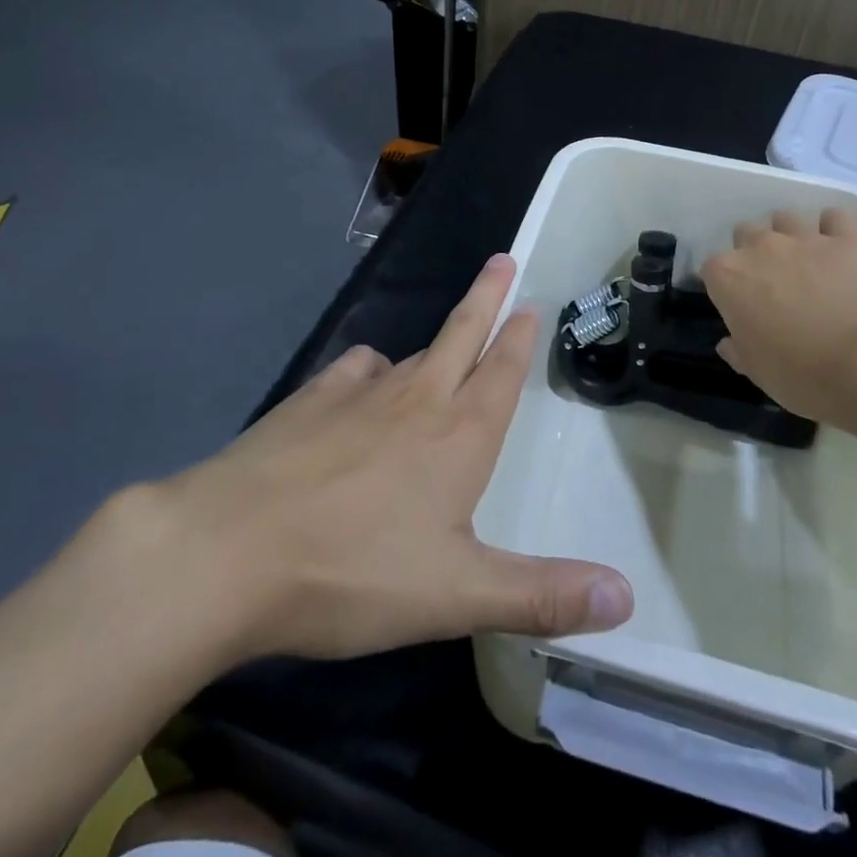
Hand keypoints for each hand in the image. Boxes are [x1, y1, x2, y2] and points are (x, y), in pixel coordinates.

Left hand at [163, 255, 632, 661]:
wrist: (229, 550)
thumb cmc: (353, 572)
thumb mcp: (456, 595)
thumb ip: (541, 594)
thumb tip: (627, 596)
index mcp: (458, 437)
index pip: (499, 373)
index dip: (518, 338)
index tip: (530, 302)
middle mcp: (415, 400)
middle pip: (461, 335)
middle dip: (487, 297)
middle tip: (503, 259)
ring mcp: (357, 395)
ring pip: (410, 356)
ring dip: (435, 343)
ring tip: (445, 344)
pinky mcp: (308, 401)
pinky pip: (354, 371)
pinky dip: (371, 370)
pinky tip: (364, 383)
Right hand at [700, 209, 856, 435]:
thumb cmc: (803, 375)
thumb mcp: (758, 372)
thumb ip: (738, 350)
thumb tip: (729, 342)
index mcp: (728, 277)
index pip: (712, 270)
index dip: (725, 287)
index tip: (739, 306)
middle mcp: (760, 247)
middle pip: (745, 234)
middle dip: (754, 253)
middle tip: (773, 283)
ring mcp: (804, 238)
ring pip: (785, 219)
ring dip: (790, 237)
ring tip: (807, 263)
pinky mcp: (847, 238)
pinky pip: (834, 218)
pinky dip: (834, 230)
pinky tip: (840, 249)